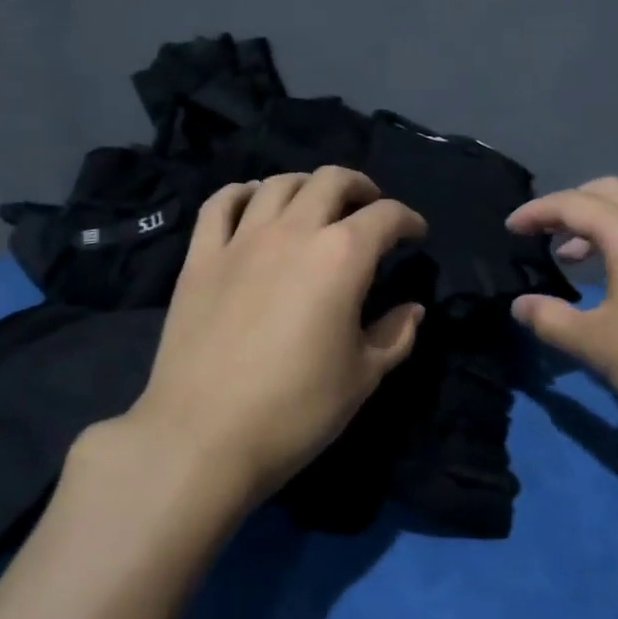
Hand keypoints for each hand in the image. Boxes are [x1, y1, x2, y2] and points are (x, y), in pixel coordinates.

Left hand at [80, 168, 427, 509]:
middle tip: (369, 208)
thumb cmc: (295, 410)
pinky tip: (254, 204)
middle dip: (361, 187)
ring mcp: (242, 240)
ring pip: (279, 183)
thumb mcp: (362, 377)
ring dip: (307, 185)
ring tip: (315, 204)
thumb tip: (412, 309)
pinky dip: (243, 194)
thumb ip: (395, 335)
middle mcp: (294, 232)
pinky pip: (221, 204)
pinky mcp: (201, 257)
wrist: (201, 438)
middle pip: (332, 181)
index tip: (416, 234)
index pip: (386, 216)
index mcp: (342, 256)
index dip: (408, 219)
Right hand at [506, 178, 617, 451]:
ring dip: (592, 224)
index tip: (509, 229)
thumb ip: (550, 318)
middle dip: (567, 206)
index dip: (536, 212)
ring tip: (566, 257)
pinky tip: (603, 279)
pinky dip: (614, 241)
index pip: (572, 204)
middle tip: (540, 233)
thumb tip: (521, 305)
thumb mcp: (595, 341)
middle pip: (604, 192)